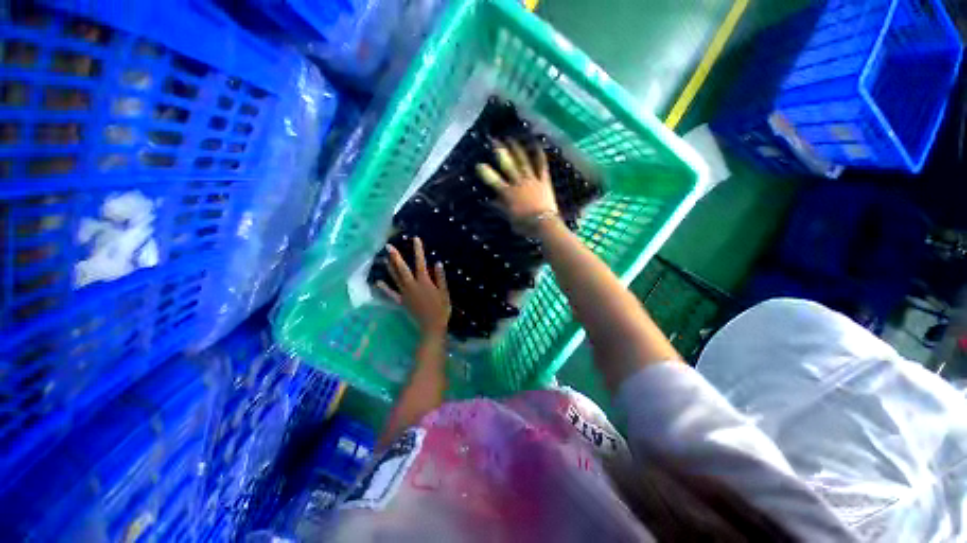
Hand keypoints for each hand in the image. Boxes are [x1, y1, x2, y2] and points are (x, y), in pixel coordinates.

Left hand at [376, 237, 450, 336]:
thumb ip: (440, 278)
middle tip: (388, 246)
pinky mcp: (402, 302)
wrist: (432, 326)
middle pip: (402, 269)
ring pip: (395, 278)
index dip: (418, 250)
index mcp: (425, 282)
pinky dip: (384, 288)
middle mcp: (412, 285)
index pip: (420, 263)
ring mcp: (405, 294)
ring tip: (384, 258)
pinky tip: (378, 282)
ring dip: (389, 268)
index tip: (415, 239)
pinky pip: (391, 294)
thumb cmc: (441, 309)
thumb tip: (437, 263)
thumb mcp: (444, 293)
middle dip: (395, 257)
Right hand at [476, 139, 559, 232]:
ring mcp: (532, 180)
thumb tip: (489, 200)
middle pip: (508, 165)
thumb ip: (500, 207)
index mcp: (508, 193)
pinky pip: (541, 166)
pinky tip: (537, 145)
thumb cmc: (525, 224)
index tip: (479, 164)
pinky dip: (539, 155)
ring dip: (516, 149)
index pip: (494, 180)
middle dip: (500, 152)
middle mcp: (518, 183)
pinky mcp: (544, 180)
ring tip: (511, 139)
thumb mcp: (509, 217)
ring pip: (523, 161)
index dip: (486, 172)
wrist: (544, 223)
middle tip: (494, 140)